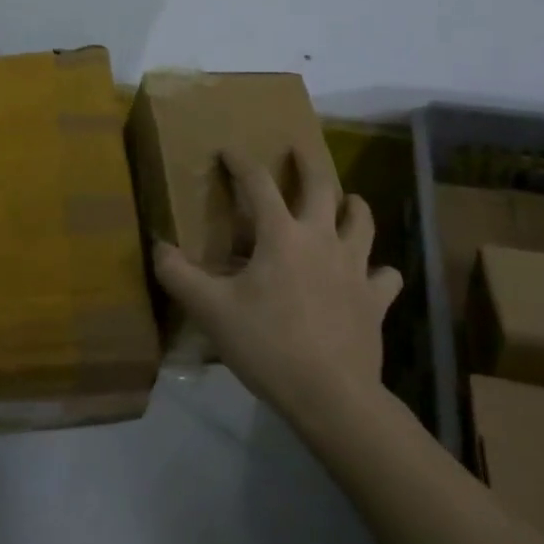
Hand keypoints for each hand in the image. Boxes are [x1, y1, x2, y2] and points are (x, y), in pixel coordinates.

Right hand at [153, 148, 401, 423]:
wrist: (330, 393)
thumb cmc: (267, 344)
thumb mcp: (211, 311)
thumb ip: (179, 276)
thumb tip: (158, 247)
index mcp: (281, 235)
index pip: (258, 184)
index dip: (241, 163)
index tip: (229, 150)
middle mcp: (322, 239)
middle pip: (322, 186)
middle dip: (309, 163)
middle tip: (300, 150)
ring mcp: (355, 267)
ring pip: (362, 222)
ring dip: (354, 206)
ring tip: (349, 201)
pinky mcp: (375, 298)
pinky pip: (385, 275)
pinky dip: (379, 270)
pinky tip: (372, 274)